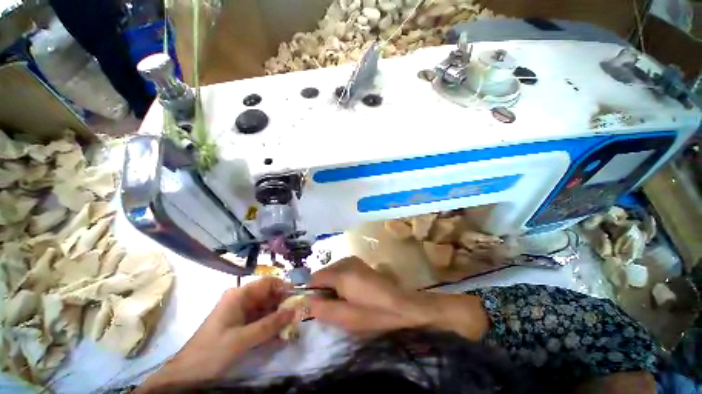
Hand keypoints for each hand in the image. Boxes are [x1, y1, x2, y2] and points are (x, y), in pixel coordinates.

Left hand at [138, 278, 293, 391]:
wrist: (187, 375)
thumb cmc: (211, 352)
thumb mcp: (242, 339)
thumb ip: (269, 325)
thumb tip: (294, 311)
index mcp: (239, 295)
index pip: (268, 283)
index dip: (284, 287)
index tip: (298, 298)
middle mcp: (242, 299)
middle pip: (269, 295)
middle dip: (284, 304)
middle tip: (298, 315)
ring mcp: (241, 312)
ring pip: (267, 308)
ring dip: (279, 317)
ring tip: (292, 327)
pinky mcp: (241, 324)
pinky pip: (261, 320)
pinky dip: (271, 326)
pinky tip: (280, 335)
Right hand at [309, 257, 488, 338]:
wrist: (402, 304)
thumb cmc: (374, 313)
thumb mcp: (346, 318)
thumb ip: (322, 309)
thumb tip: (306, 302)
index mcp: (341, 273)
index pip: (315, 278)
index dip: (312, 293)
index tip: (318, 307)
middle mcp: (346, 261)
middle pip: (323, 274)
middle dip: (324, 290)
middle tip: (334, 307)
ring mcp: (354, 260)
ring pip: (333, 272)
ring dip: (333, 286)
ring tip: (345, 302)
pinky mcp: (360, 263)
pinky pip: (342, 271)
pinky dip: (341, 282)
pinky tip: (352, 293)